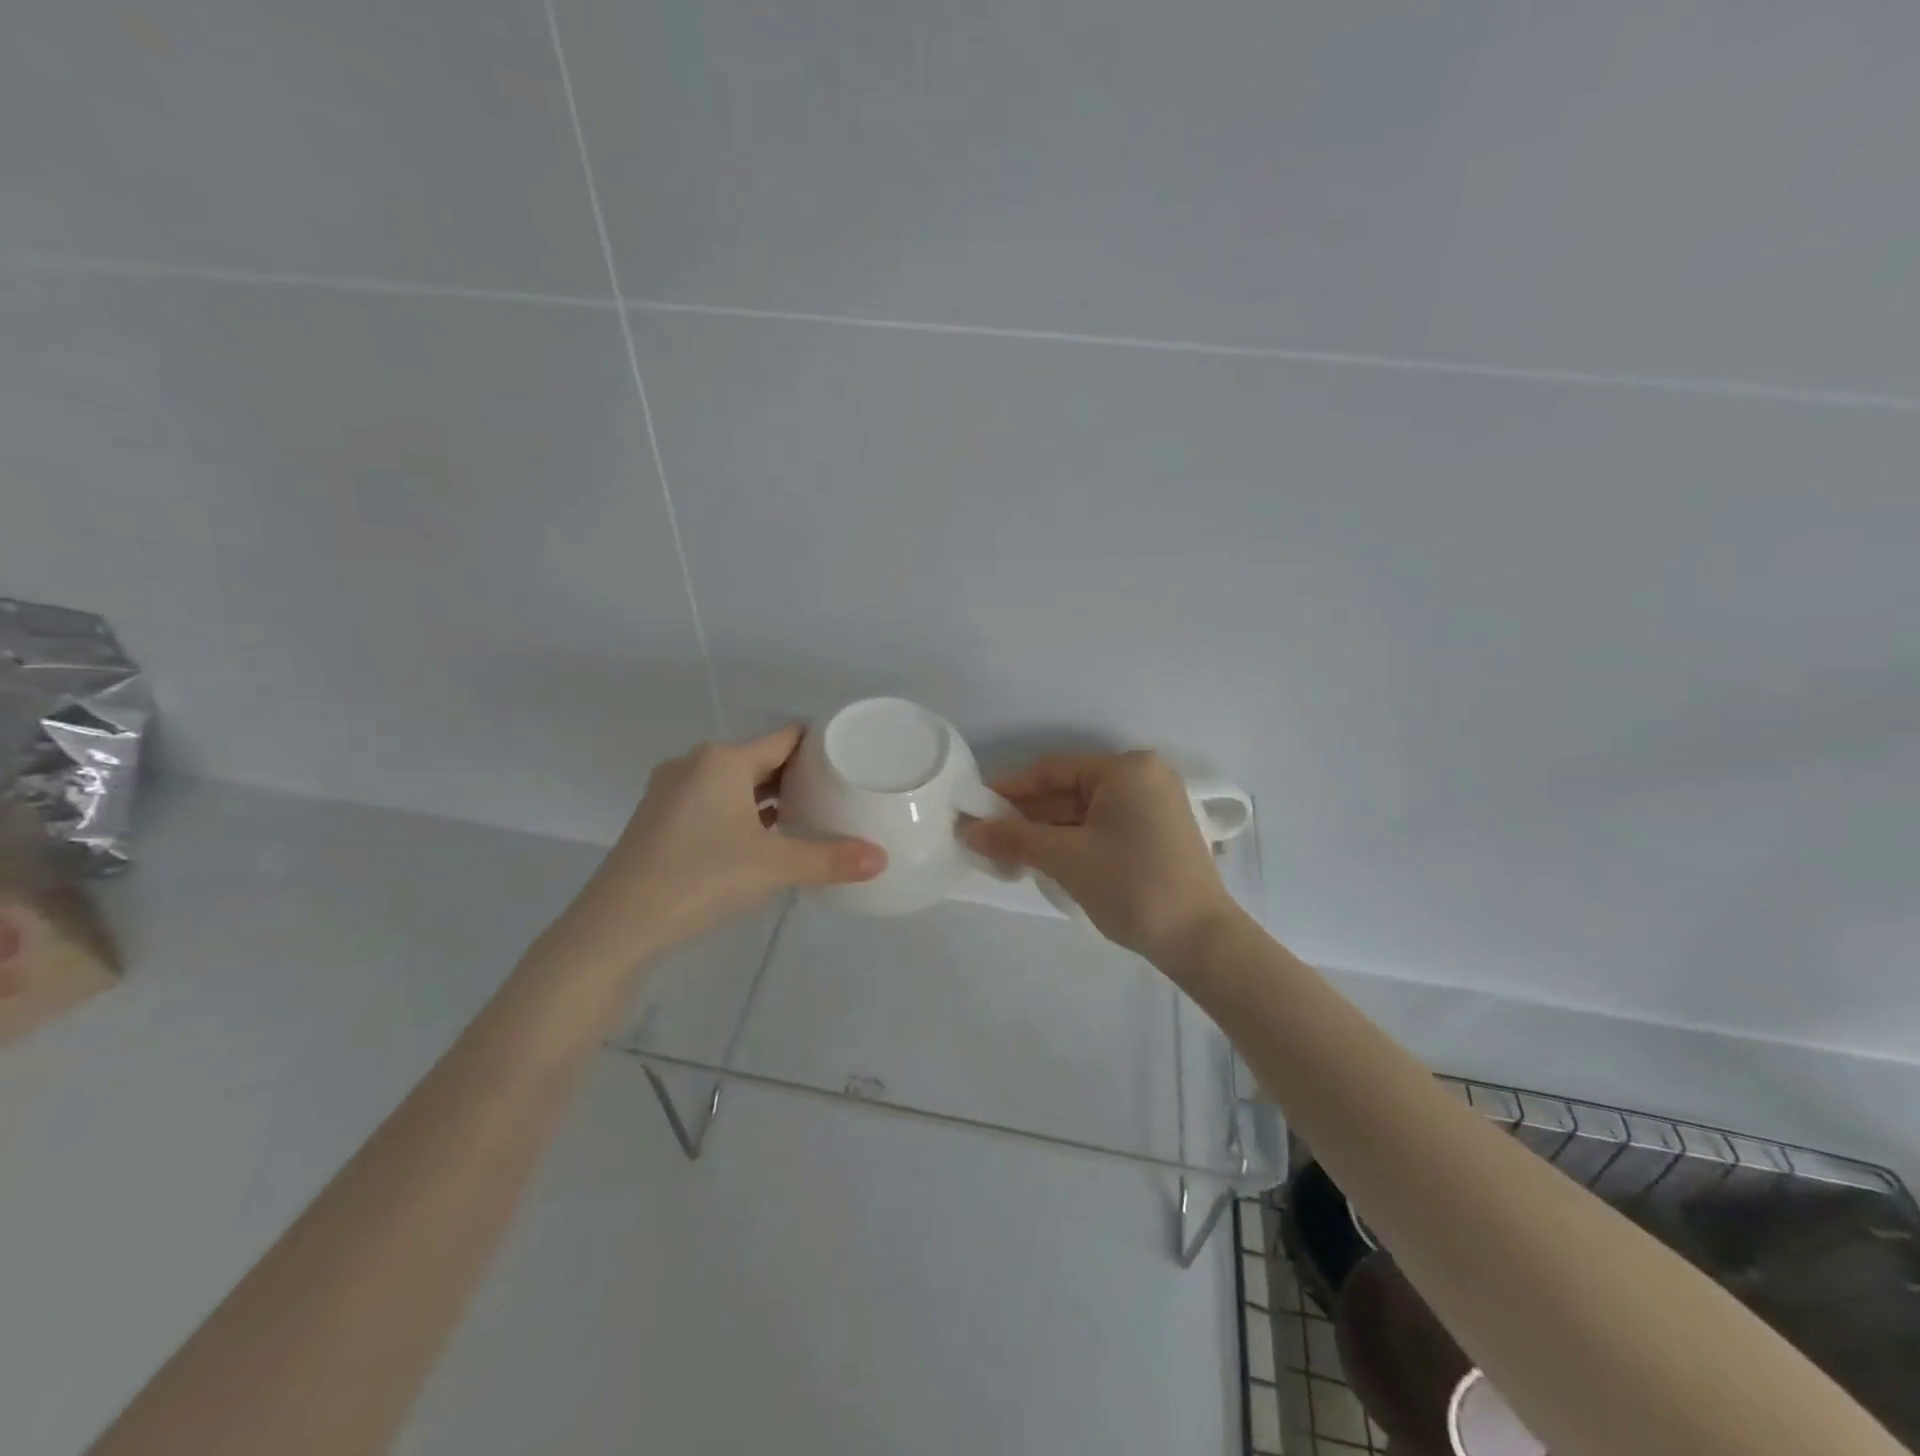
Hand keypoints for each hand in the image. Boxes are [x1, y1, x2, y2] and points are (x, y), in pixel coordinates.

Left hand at [568, 726, 885, 959]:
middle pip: (760, 758)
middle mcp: (695, 765)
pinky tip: (763, 837)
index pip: (785, 737)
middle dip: (798, 774)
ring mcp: (671, 792)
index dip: (820, 744)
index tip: (851, 758)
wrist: (616, 927)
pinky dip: (741, 812)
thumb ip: (830, 859)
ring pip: (734, 782)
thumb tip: (882, 860)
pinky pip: (713, 802)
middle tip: (838, 791)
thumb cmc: (700, 879)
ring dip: (768, 796)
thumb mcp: (773, 867)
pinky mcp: (659, 820)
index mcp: (722, 760)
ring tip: (808, 813)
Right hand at [962, 750, 1236, 960]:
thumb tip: (968, 830)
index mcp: (1126, 769)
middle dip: (1026, 816)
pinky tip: (1043, 861)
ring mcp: (1153, 806)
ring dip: (1046, 832)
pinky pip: (1102, 827)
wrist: (1200, 940)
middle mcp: (1142, 777)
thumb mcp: (1066, 858)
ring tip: (1007, 855)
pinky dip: (1072, 842)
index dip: (1009, 790)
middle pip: (1068, 791)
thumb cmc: (1131, 885)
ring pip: (1084, 812)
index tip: (974, 809)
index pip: (1052, 770)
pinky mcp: (1156, 833)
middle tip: (985, 838)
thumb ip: (1014, 838)